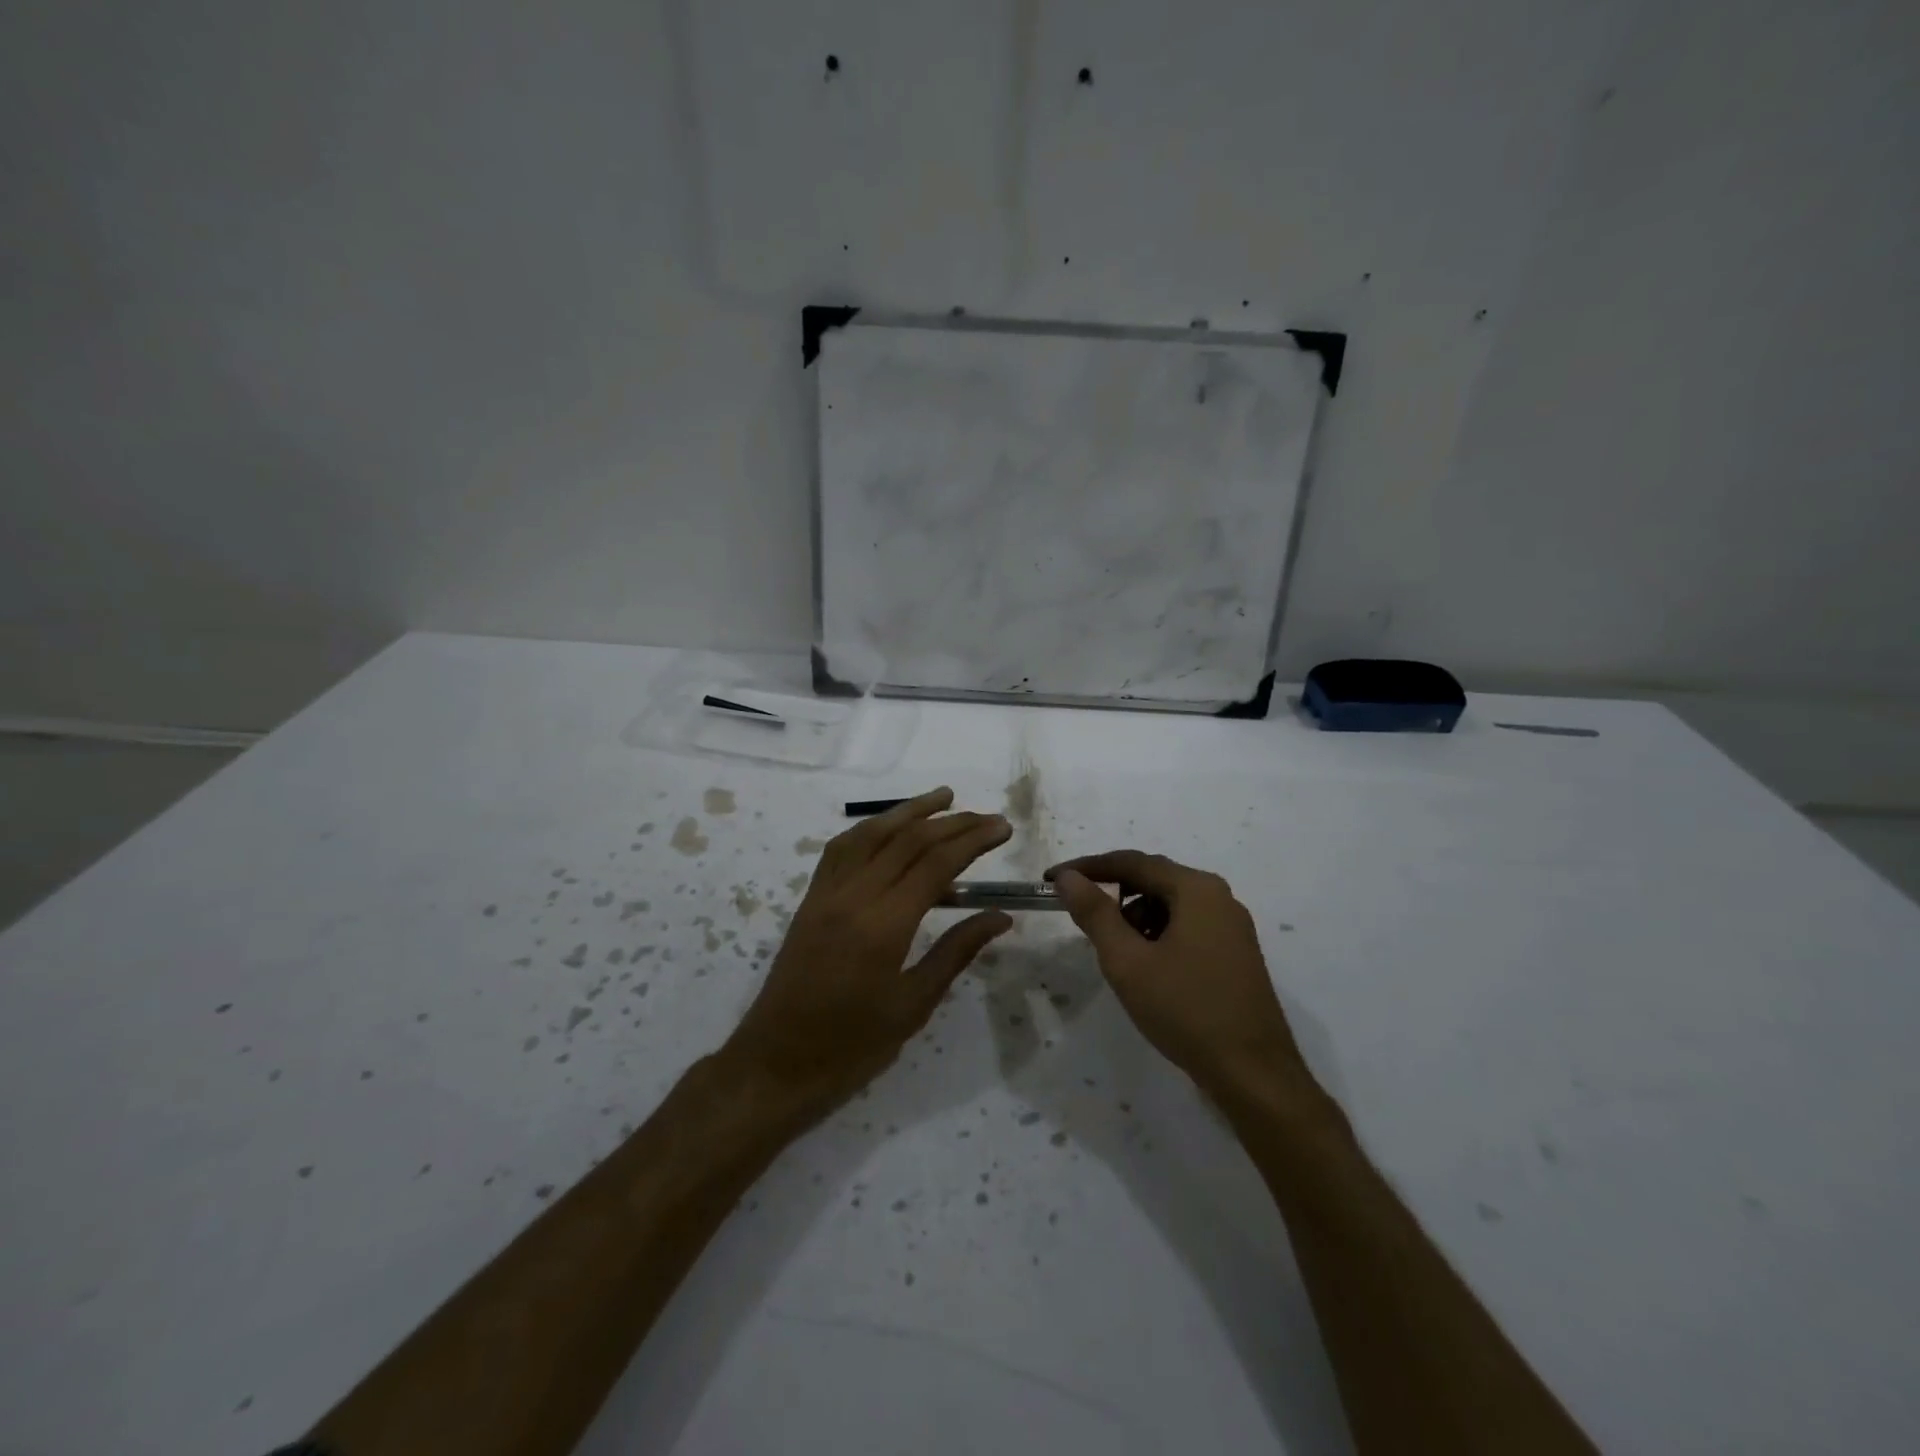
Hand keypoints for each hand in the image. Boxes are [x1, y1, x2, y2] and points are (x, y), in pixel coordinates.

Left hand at [723, 788, 1012, 1119]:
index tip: (1002, 828)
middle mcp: (853, 896)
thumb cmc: (852, 1046)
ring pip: (871, 833)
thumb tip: (1000, 916)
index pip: (935, 864)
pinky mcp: (810, 898)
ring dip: (910, 811)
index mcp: (883, 926)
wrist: (776, 1063)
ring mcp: (826, 893)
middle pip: (907, 841)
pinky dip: (870, 828)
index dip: (973, 840)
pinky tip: (889, 826)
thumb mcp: (913, 1005)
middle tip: (987, 818)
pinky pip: (841, 848)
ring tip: (945, 799)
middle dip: (952, 823)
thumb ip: (956, 951)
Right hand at [1049, 851, 1313, 1099]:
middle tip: (1081, 920)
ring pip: (1169, 905)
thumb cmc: (1186, 1010)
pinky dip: (1158, 936)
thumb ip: (1095, 912)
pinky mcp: (1235, 953)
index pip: (1131, 862)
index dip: (1087, 867)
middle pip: (1152, 880)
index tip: (1052, 880)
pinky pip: (1186, 927)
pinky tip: (1148, 970)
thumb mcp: (1128, 961)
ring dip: (1135, 919)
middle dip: (1113, 896)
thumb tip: (1068, 877)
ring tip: (1119, 956)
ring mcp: (1231, 926)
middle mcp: (1218, 897)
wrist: (1254, 1075)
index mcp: (1196, 889)